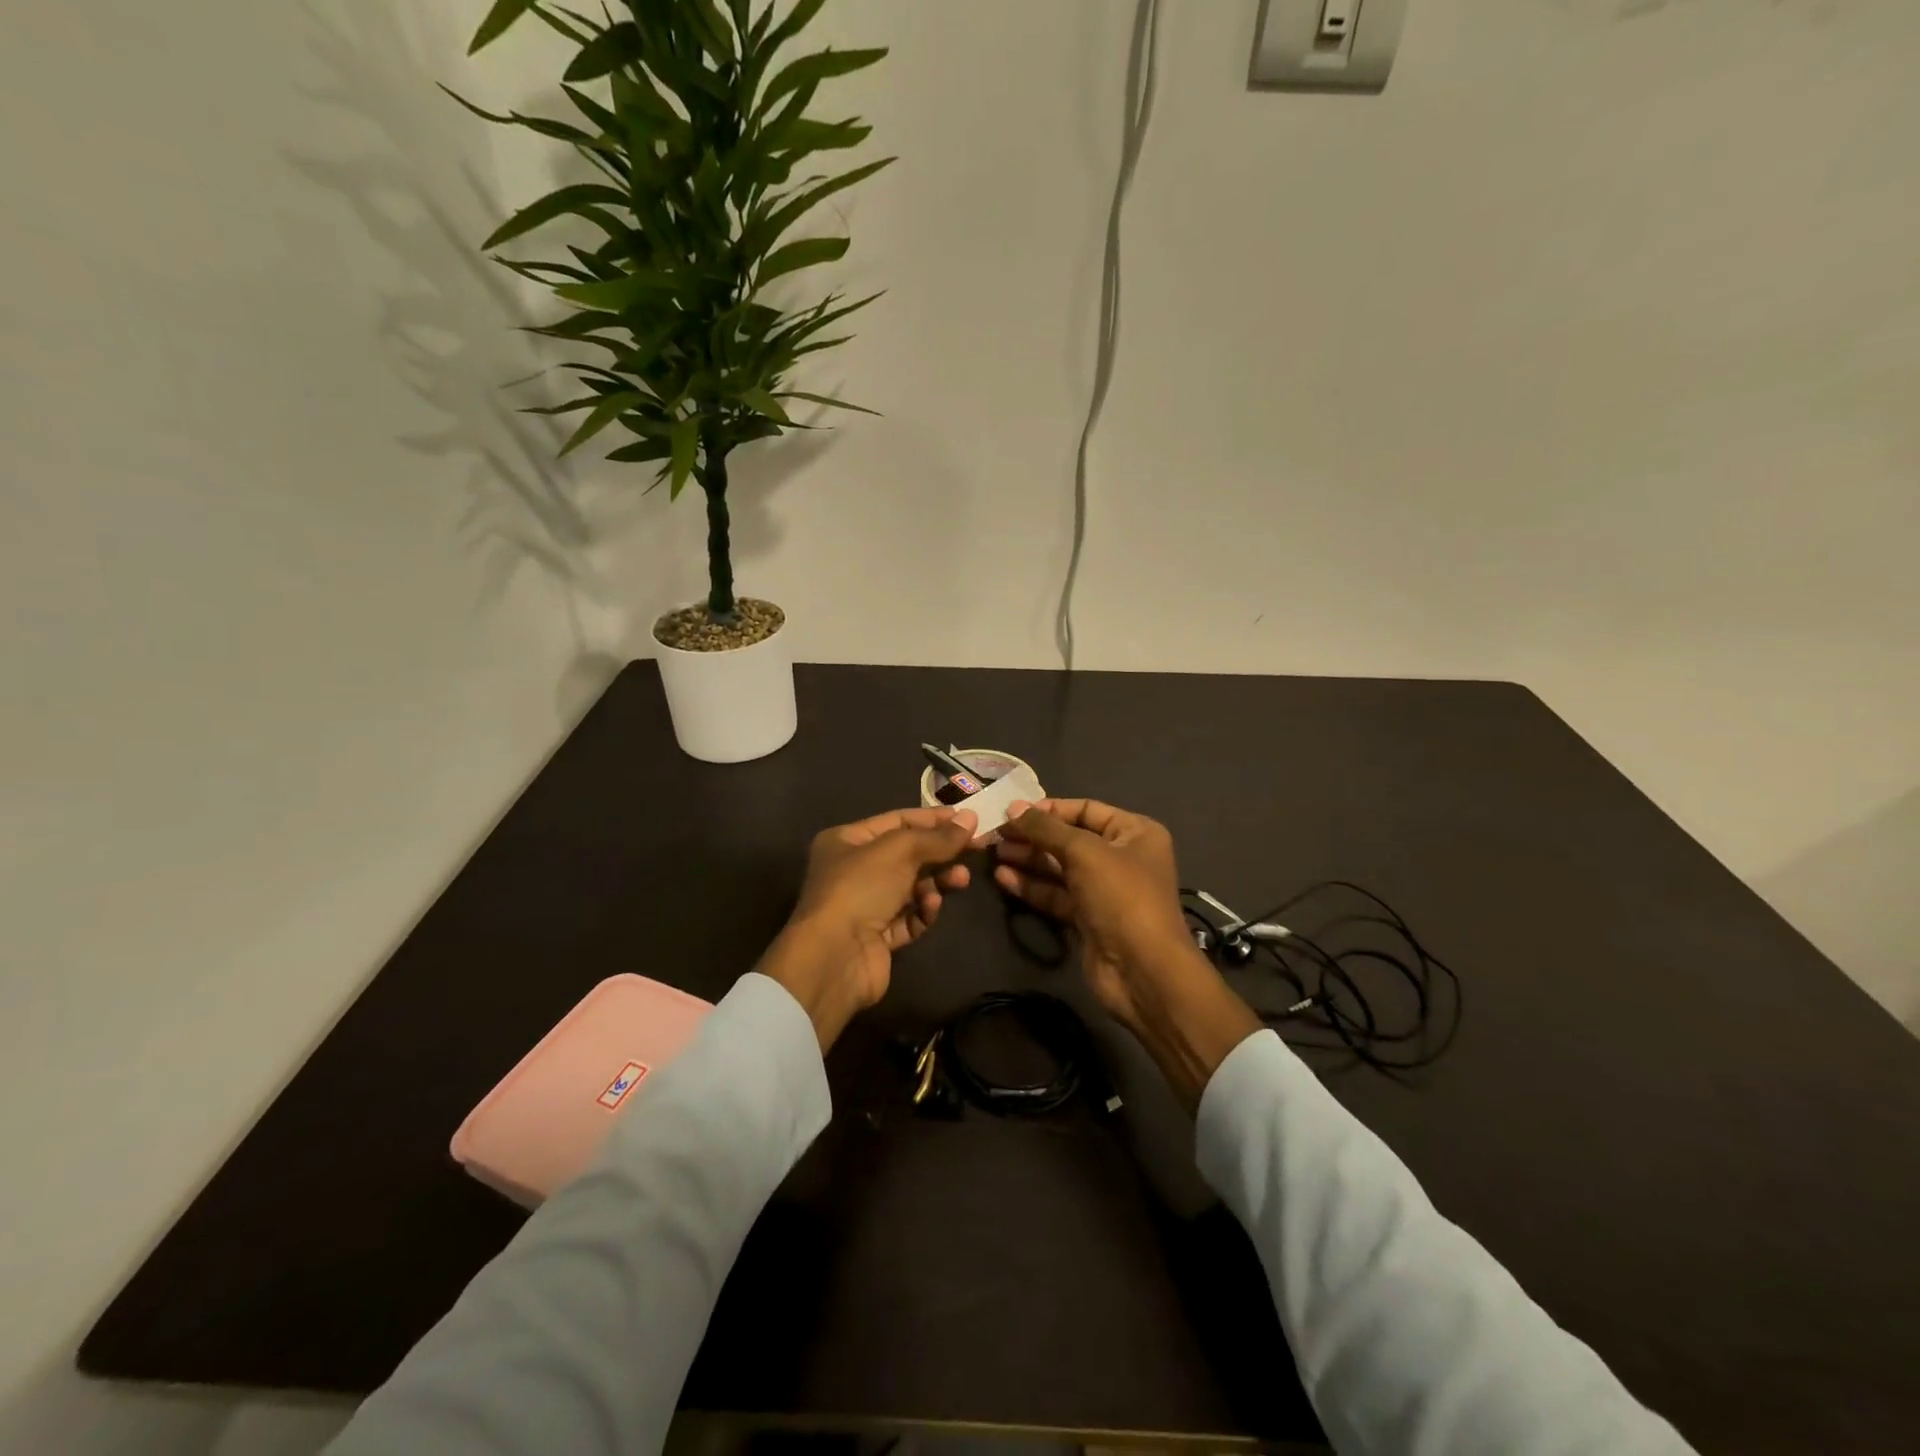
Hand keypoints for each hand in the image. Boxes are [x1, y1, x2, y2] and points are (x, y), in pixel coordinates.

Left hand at [759, 805, 977, 1049]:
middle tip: (976, 848)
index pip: (897, 821)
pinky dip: (923, 911)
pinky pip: (909, 918)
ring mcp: (866, 906)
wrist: (835, 957)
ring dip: (938, 881)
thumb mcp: (900, 850)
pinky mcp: (879, 937)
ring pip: (912, 887)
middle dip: (940, 852)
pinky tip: (930, 906)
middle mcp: (853, 870)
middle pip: (908, 855)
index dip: (933, 818)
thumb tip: (971, 819)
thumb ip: (937, 836)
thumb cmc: (860, 888)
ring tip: (961, 879)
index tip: (969, 819)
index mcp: (847, 840)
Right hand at [995, 799, 1260, 1109]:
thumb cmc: (1121, 896)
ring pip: (1059, 868)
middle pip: (1069, 839)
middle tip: (996, 833)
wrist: (1142, 970)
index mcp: (1134, 832)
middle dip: (1033, 836)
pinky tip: (1003, 877)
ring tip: (993, 852)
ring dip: (1027, 859)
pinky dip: (1031, 885)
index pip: (1086, 810)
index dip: (1050, 809)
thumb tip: (1013, 808)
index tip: (1014, 811)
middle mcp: (1121, 857)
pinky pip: (1055, 894)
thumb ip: (1046, 828)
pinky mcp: (1087, 918)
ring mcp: (1103, 890)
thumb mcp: (1084, 852)